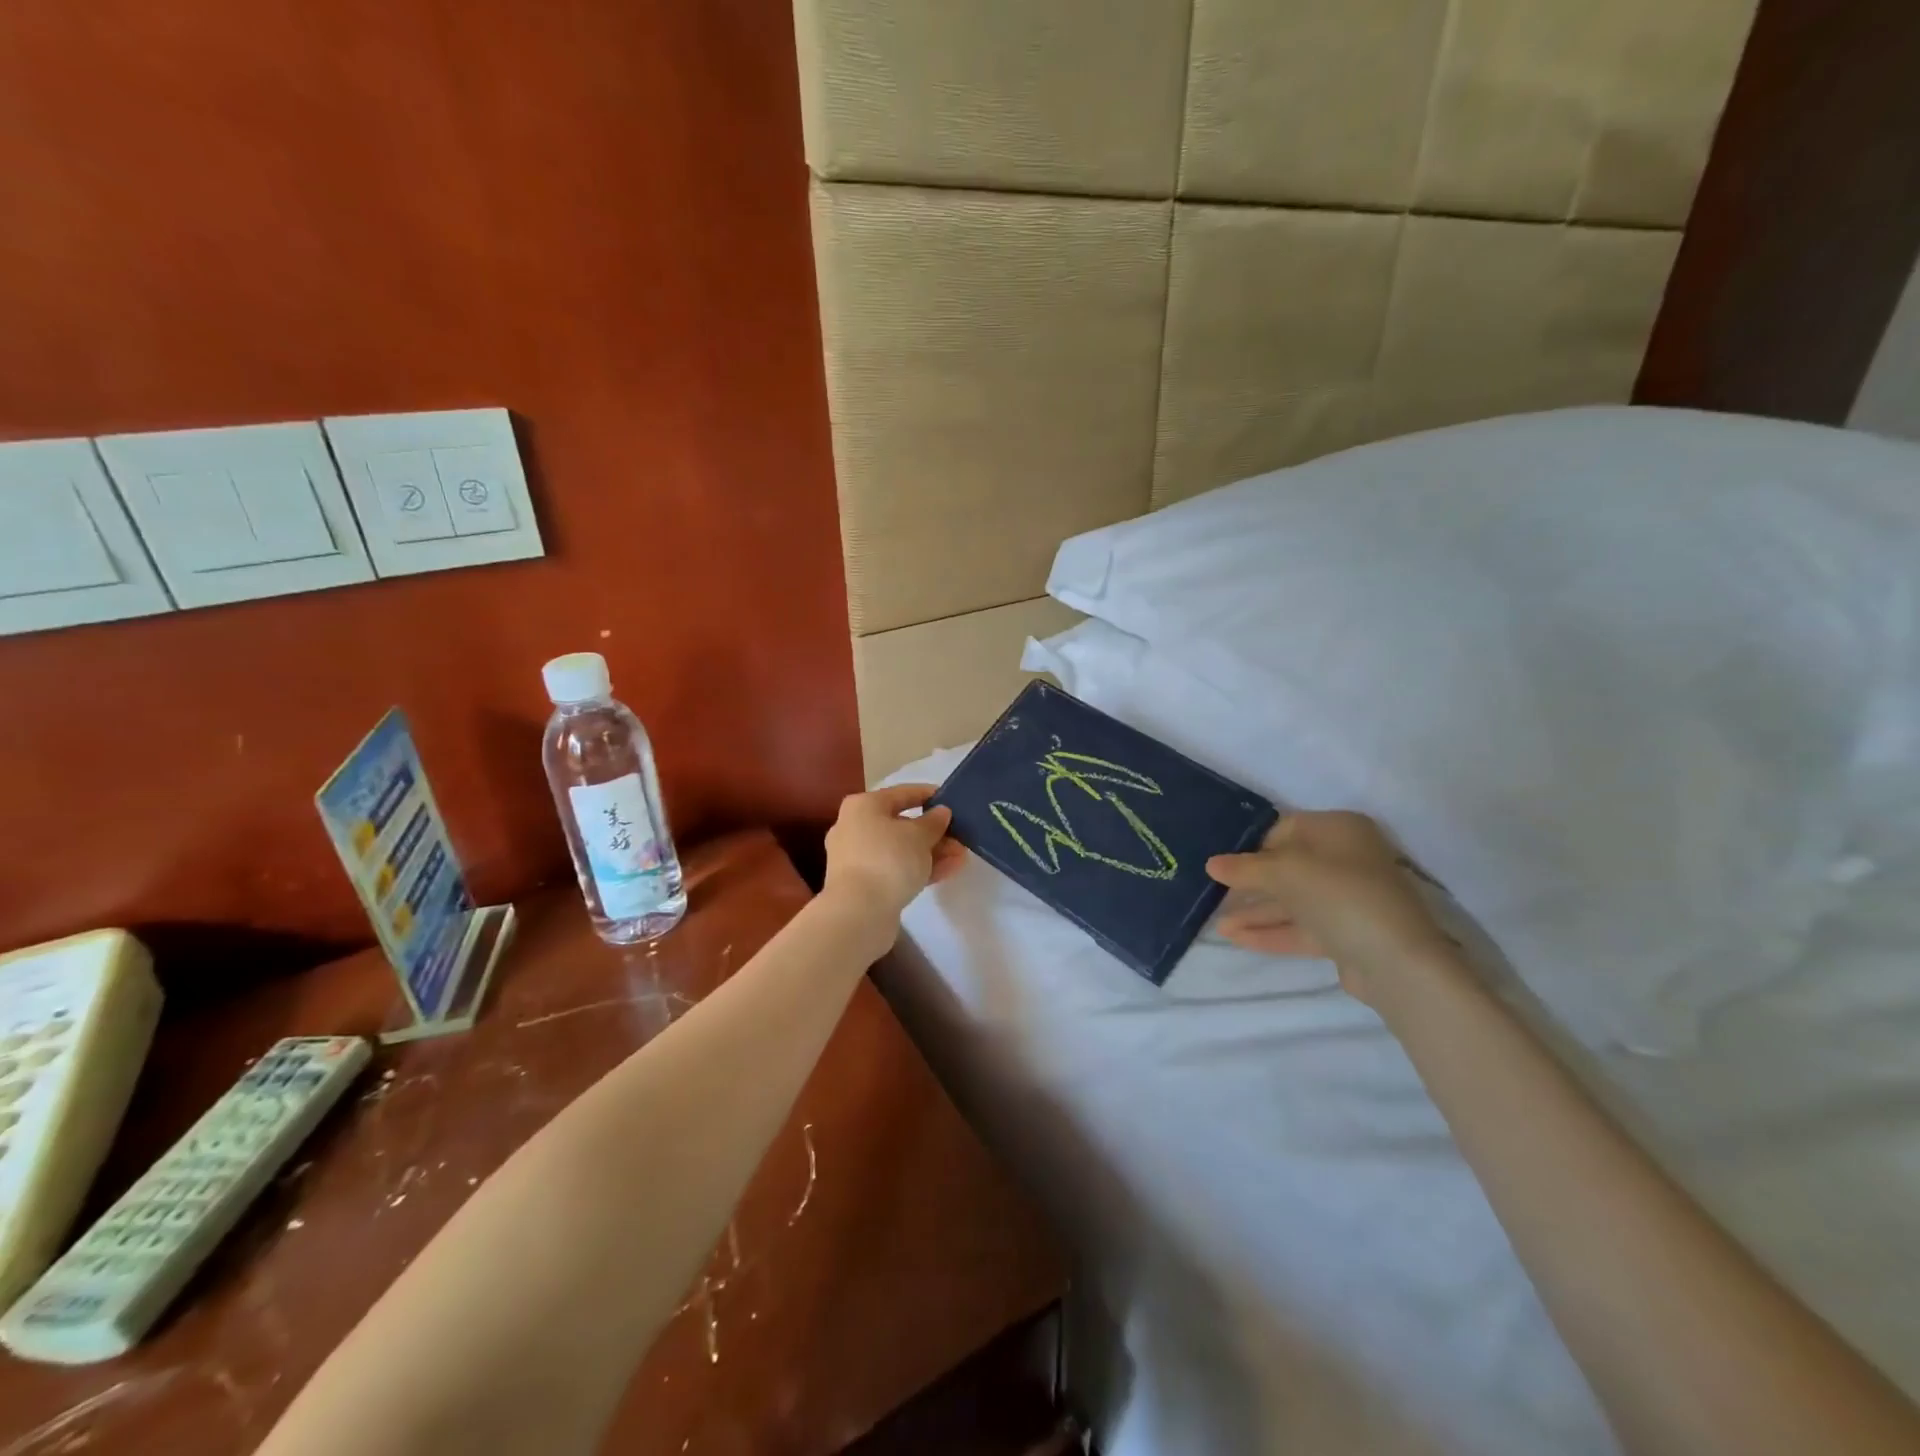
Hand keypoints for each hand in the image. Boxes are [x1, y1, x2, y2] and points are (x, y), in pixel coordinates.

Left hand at [822, 784, 965, 923]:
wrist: (858, 913)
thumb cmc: (888, 859)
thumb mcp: (919, 835)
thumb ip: (934, 822)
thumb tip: (941, 813)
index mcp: (863, 806)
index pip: (901, 793)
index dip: (928, 795)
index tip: (951, 799)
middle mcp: (855, 828)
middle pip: (901, 824)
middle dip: (934, 831)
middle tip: (960, 836)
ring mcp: (858, 858)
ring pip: (901, 849)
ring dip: (931, 852)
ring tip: (961, 855)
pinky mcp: (865, 884)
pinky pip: (896, 869)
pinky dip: (920, 868)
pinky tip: (949, 870)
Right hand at [1205, 811, 1460, 1006]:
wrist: (1397, 962)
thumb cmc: (1340, 895)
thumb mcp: (1284, 872)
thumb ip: (1245, 868)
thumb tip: (1212, 864)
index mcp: (1339, 830)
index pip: (1285, 829)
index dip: (1252, 846)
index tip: (1223, 864)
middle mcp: (1346, 859)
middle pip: (1287, 867)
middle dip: (1249, 884)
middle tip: (1213, 894)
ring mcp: (1348, 899)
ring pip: (1292, 901)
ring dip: (1255, 912)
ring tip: (1216, 925)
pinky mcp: (1346, 934)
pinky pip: (1301, 927)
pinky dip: (1271, 932)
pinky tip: (1236, 939)